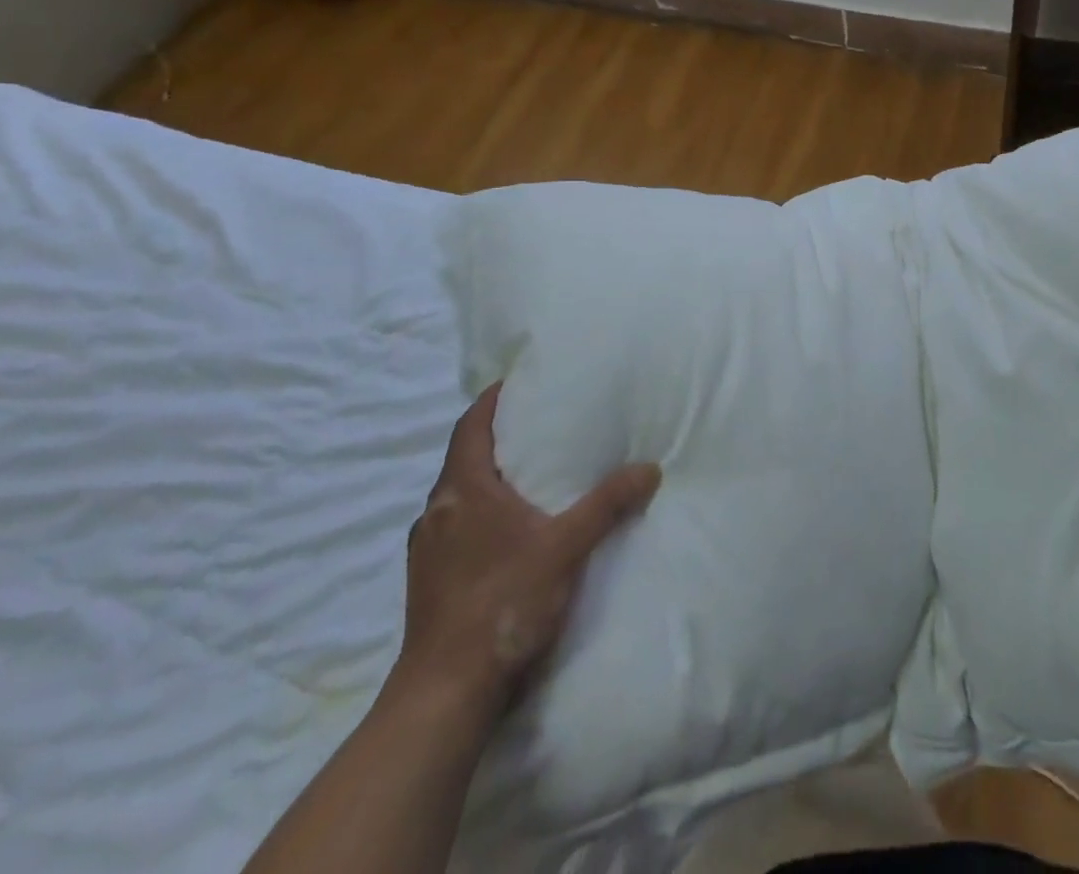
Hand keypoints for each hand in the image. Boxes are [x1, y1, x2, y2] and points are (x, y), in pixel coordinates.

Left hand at [395, 384, 661, 715]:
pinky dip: (482, 515)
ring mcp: (428, 551)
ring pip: (459, 498)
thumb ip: (607, 504)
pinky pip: (457, 529)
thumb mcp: (566, 547)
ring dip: (488, 480)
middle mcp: (437, 513)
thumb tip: (650, 468)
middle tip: (538, 426)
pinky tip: (510, 533)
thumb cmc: (502, 603)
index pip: (470, 427)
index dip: (490, 401)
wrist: (445, 695)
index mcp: (462, 491)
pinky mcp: (429, 583)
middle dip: (496, 439)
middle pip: (464, 460)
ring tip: (530, 476)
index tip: (517, 383)